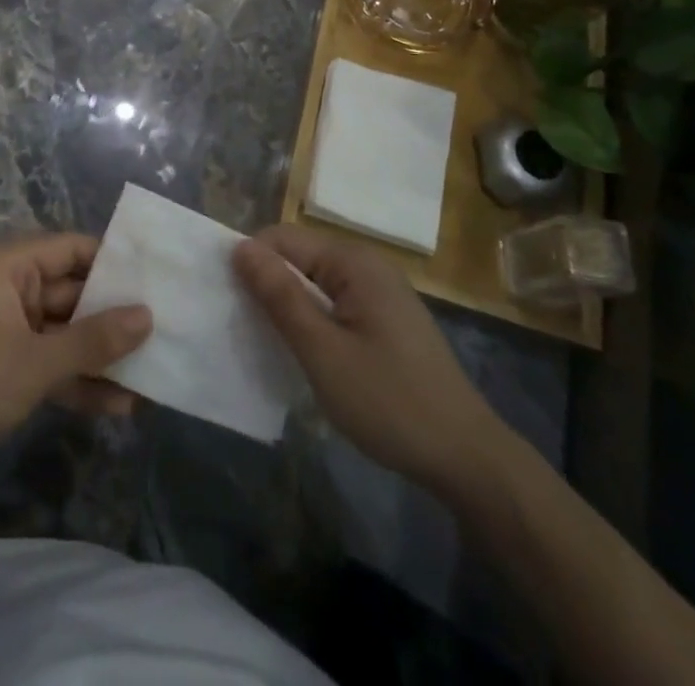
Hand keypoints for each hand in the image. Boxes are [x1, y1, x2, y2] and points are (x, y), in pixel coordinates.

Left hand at [0, 233, 151, 481]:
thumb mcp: (35, 363)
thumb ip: (93, 340)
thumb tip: (148, 316)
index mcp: (10, 267)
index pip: (74, 249)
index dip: (116, 262)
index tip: (160, 278)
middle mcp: (11, 289)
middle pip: (75, 293)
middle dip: (116, 317)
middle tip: (169, 328)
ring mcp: (9, 331)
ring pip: (67, 333)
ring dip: (102, 355)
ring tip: (154, 373)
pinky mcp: (6, 369)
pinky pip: (52, 364)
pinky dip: (80, 381)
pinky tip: (121, 406)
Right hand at [234, 225, 505, 489]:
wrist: (466, 456)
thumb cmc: (389, 401)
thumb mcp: (323, 352)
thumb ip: (280, 296)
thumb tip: (241, 247)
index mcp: (353, 260)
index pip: (282, 238)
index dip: (251, 263)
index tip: (227, 301)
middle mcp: (367, 264)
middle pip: (299, 257)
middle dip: (268, 285)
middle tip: (244, 329)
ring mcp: (380, 291)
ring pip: (315, 283)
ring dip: (290, 307)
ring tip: (268, 343)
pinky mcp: (386, 318)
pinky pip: (335, 303)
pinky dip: (313, 321)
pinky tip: (306, 353)